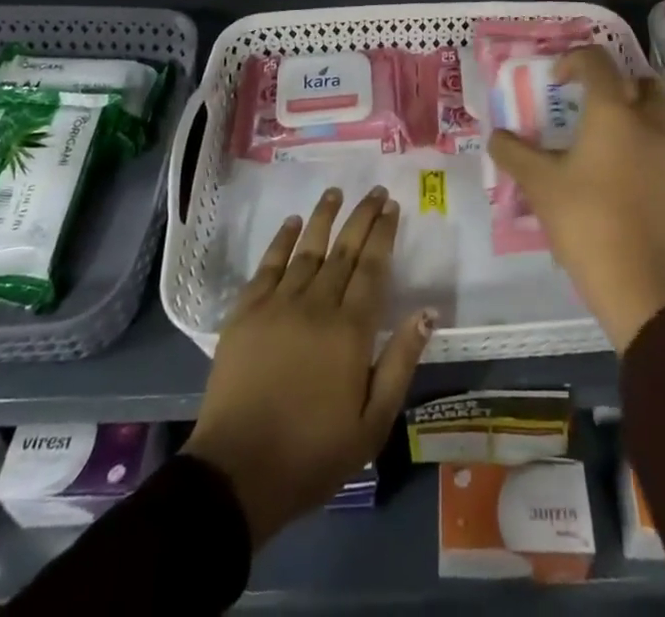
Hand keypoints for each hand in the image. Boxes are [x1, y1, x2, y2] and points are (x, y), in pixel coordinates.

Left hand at [184, 186, 435, 546]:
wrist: (238, 472)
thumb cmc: (312, 453)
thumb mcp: (371, 424)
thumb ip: (400, 363)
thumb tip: (427, 312)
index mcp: (350, 331)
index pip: (372, 268)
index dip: (383, 234)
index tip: (392, 207)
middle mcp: (316, 305)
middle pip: (344, 250)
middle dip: (362, 216)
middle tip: (375, 191)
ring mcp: (278, 304)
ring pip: (307, 248)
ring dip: (324, 217)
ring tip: (336, 191)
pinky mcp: (246, 311)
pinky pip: (268, 264)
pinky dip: (282, 240)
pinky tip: (292, 222)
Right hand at [488, 46, 664, 350]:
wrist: (642, 285)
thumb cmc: (586, 222)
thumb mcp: (539, 185)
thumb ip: (513, 153)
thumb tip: (496, 136)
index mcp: (614, 112)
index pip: (597, 62)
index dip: (573, 61)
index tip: (556, 82)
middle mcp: (650, 122)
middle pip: (640, 81)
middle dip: (615, 84)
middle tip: (588, 105)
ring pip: (660, 112)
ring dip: (636, 111)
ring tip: (609, 136)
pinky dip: (649, 142)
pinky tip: (626, 170)